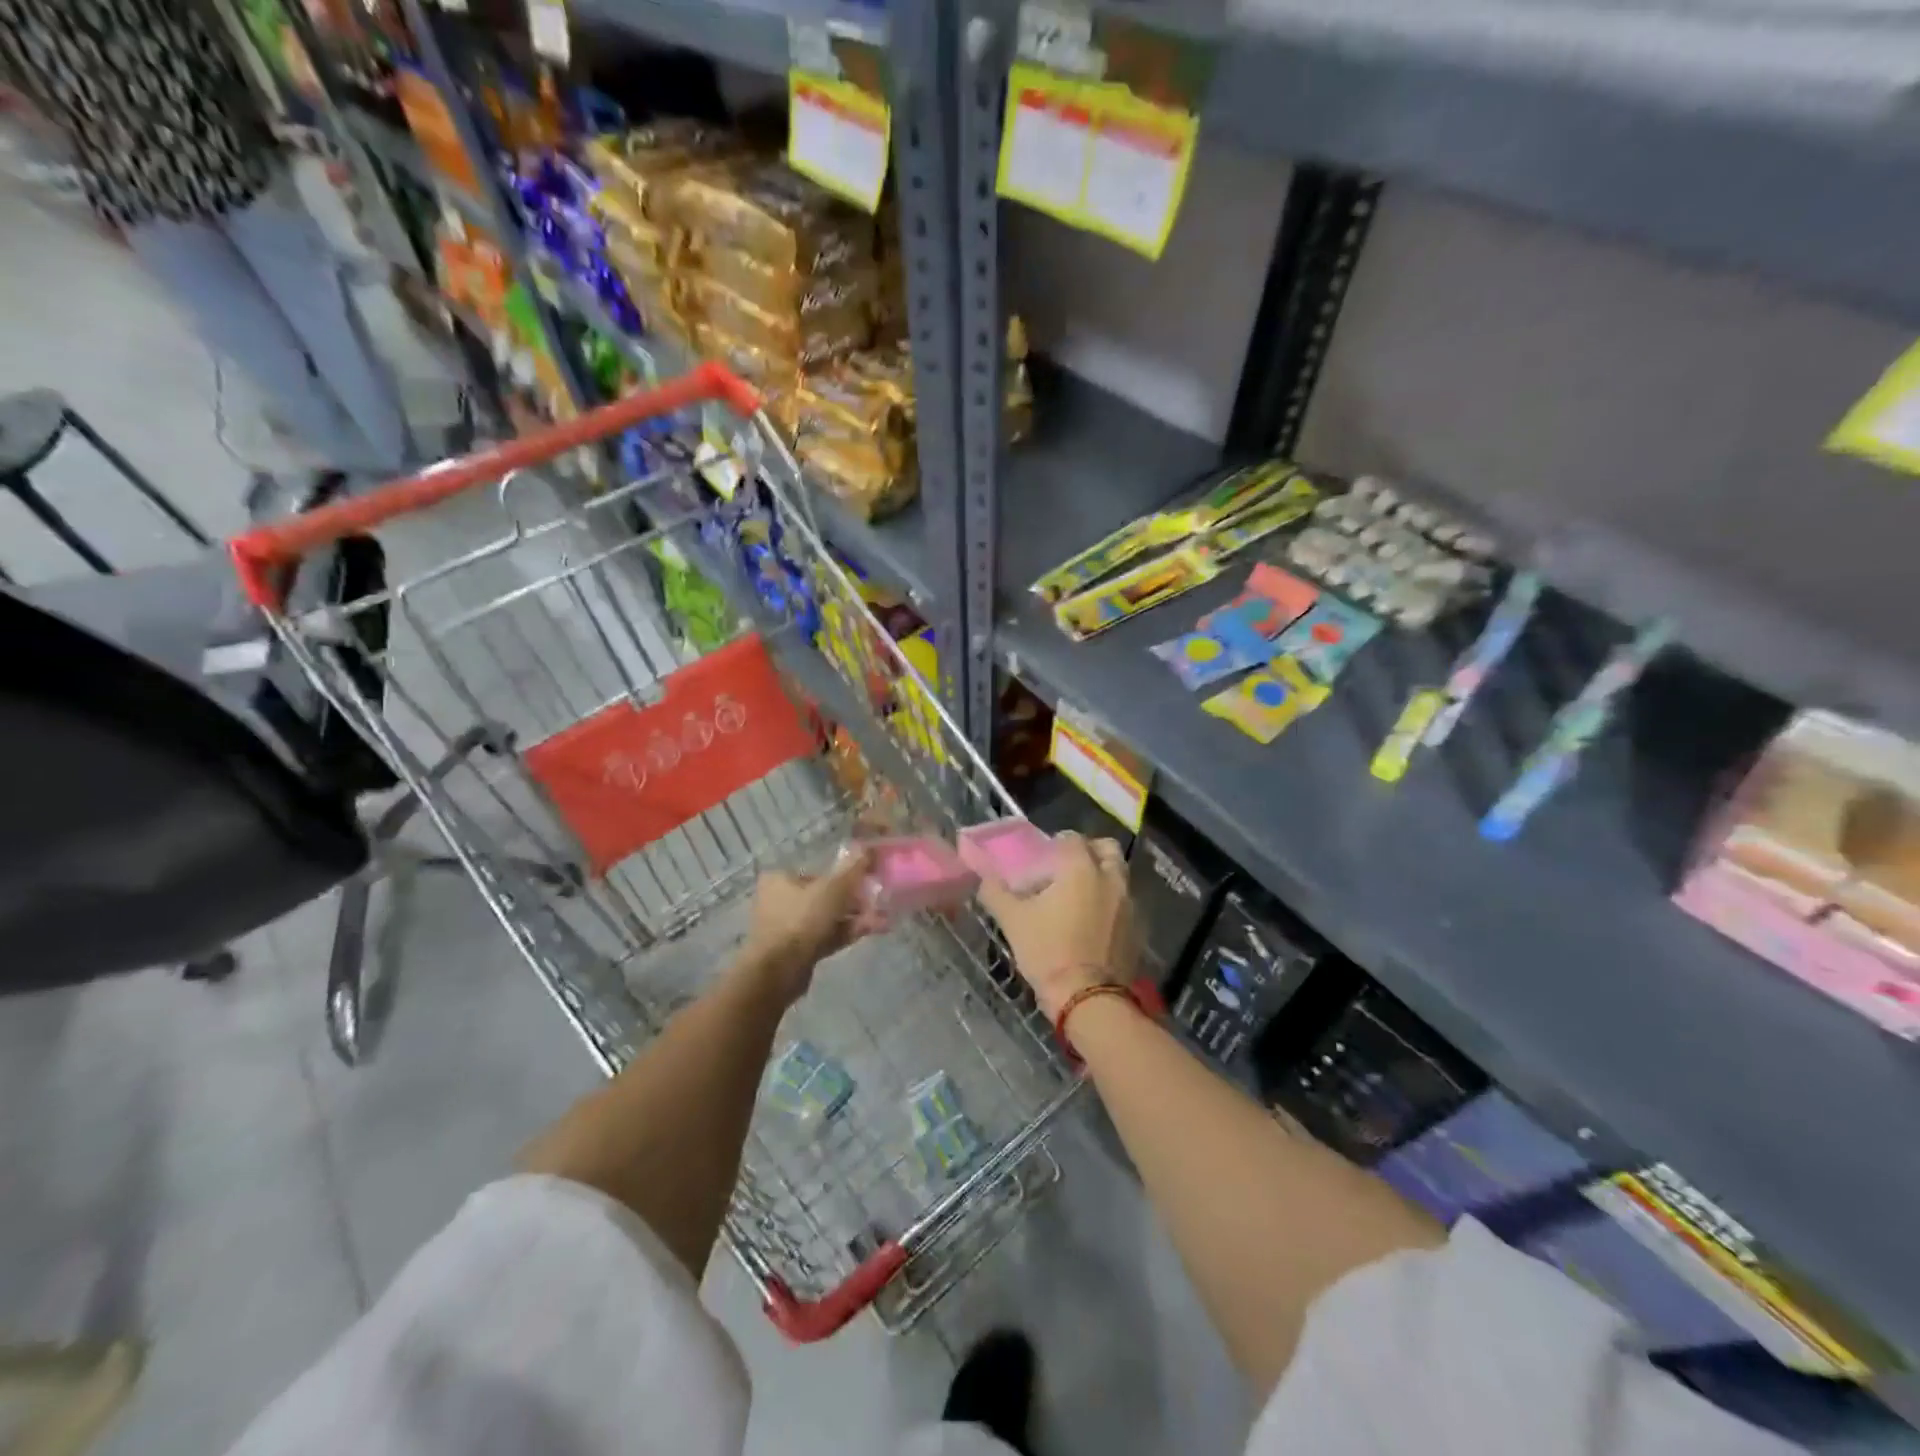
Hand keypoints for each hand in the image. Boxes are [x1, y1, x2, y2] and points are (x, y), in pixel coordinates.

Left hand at [739, 846, 881, 1001]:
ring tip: (882, 919)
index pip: (818, 872)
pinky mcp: (797, 950)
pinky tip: (872, 931)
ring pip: (828, 918)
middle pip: (825, 895)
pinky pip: (826, 936)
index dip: (845, 876)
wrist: (778, 972)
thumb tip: (868, 848)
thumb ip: (853, 869)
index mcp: (780, 879)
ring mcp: (788, 927)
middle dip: (855, 900)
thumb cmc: (801, 920)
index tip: (867, 881)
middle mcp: (780, 900)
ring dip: (855, 918)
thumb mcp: (833, 889)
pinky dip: (847, 933)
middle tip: (878, 903)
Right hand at [977, 832, 1137, 1017]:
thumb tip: (984, 878)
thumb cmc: (1048, 951)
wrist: (1088, 997)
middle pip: (1106, 849)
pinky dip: (1111, 904)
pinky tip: (1093, 923)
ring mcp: (1129, 904)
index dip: (1057, 844)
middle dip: (1089, 852)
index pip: (1072, 838)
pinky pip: (1125, 904)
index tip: (1044, 859)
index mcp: (1081, 868)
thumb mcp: (1013, 920)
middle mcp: (1110, 878)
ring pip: (1118, 876)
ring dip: (1102, 877)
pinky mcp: (1137, 928)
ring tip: (1080, 897)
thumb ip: (995, 892)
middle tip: (1068, 869)